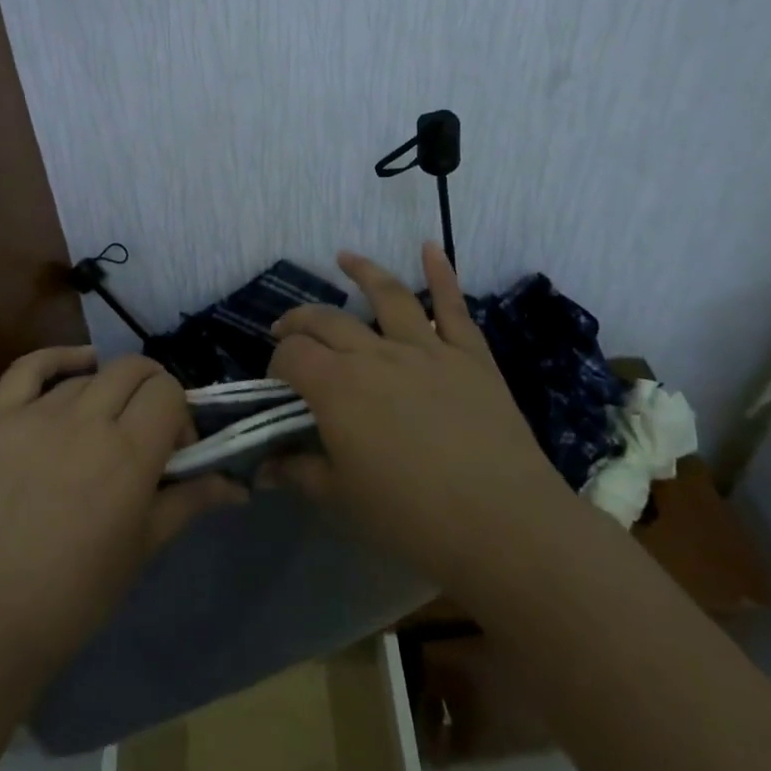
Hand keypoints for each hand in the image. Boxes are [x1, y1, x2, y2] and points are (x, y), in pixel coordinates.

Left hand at [0, 348, 242, 682]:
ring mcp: (37, 415)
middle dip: (152, 391)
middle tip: (147, 430)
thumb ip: (190, 501)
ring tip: (102, 430)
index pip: (169, 393)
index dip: (180, 415)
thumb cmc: (75, 595)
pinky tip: (77, 367)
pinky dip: (58, 359)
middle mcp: (86, 420)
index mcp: (128, 453)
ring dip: (107, 394)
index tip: (175, 451)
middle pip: (134, 370)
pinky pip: (29, 367)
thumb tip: (238, 487)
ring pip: (89, 376)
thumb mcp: (143, 549)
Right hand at [268, 243, 574, 593]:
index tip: (279, 385)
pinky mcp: (468, 355)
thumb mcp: (343, 499)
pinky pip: (452, 306)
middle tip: (288, 328)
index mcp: (337, 387)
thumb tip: (266, 466)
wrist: (503, 524)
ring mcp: (425, 348)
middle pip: (327, 321)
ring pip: (386, 295)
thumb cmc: (413, 517)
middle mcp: (375, 354)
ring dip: (362, 272)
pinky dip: (442, 273)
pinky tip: (432, 246)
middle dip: (300, 321)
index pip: (292, 355)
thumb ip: (301, 472)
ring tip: (344, 258)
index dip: (278, 363)